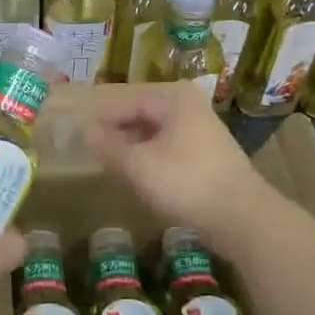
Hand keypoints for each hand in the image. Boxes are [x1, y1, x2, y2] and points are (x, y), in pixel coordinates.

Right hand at [83, 81, 264, 232]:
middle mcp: (185, 102)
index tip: (71, 131)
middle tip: (83, 147)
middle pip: (136, 111)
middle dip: (111, 129)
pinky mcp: (202, 150)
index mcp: (171, 96)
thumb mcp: (138, 166)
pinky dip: (145, 154)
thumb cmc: (187, 184)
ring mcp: (196, 126)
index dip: (95, 116)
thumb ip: (107, 146)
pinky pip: (163, 143)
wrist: (242, 218)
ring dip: (127, 143)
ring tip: (103, 160)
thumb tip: (84, 131)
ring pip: (149, 128)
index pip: (120, 99)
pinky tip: (131, 171)